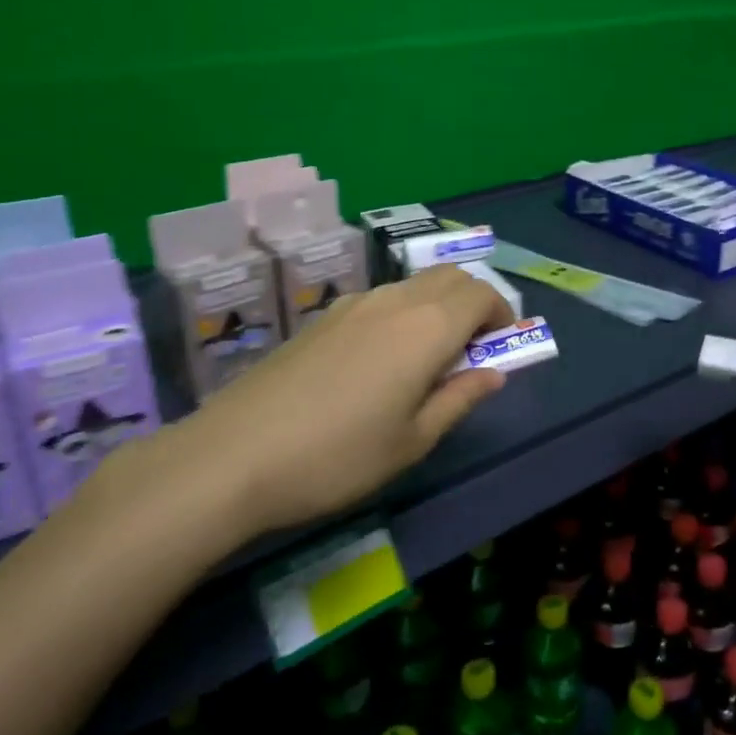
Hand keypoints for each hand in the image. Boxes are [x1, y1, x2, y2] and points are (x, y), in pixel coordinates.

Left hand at [82, 265, 515, 564]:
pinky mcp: (321, 318)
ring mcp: (352, 305)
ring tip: (429, 358)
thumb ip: (459, 398)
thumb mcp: (412, 441)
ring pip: (413, 285)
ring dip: (437, 305)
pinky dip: (403, 312)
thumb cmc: (338, 457)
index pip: (480, 293)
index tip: (502, 346)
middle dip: (474, 301)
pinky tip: (382, 359)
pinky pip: (380, 299)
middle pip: (449, 277)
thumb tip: (493, 373)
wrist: (233, 456)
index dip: (501, 313)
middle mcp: (393, 301)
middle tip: (473, 349)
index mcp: (426, 327)